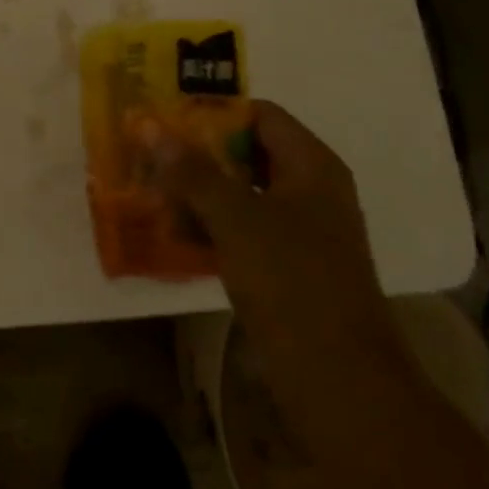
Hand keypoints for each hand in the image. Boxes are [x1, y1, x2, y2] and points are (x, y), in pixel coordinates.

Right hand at [157, 100, 414, 413]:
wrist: (339, 377)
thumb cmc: (291, 281)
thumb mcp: (235, 217)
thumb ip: (191, 170)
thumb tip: (149, 126)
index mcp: (312, 165)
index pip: (260, 114)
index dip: (214, 111)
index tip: (167, 119)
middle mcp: (311, 189)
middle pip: (249, 152)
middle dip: (199, 154)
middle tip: (151, 156)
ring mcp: (302, 230)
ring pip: (243, 193)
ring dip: (200, 192)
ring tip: (153, 193)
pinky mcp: (289, 266)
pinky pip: (245, 229)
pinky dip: (212, 225)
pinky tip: (176, 233)